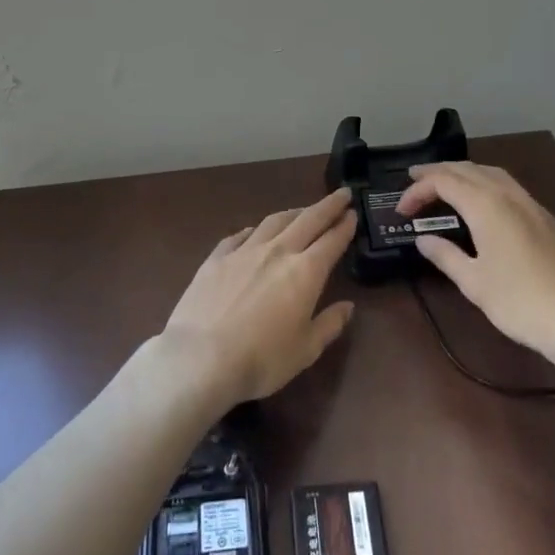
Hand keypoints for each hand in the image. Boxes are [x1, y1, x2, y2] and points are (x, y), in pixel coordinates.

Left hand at [160, 189, 357, 408]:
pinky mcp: (216, 258)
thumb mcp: (306, 350)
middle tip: (341, 194)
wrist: (200, 358)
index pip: (332, 240)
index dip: (345, 225)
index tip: (353, 212)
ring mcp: (244, 251)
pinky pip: (240, 235)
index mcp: (305, 272)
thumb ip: (329, 325)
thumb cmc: (261, 360)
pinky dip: (254, 229)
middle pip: (307, 220)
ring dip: (293, 212)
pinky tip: (255, 231)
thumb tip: (347, 307)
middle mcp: (277, 252)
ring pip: (274, 221)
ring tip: (302, 210)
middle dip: (327, 205)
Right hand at [397, 162, 554, 360]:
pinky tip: (483, 204)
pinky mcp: (548, 220)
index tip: (401, 210)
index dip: (418, 191)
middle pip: (468, 169)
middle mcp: (510, 195)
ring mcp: (533, 205)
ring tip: (446, 185)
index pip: (444, 182)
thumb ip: (445, 256)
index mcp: (487, 205)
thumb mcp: (474, 283)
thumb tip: (424, 239)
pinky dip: (486, 184)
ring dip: (464, 173)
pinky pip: (510, 187)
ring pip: (492, 174)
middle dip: (439, 172)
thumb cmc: (521, 302)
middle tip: (415, 181)